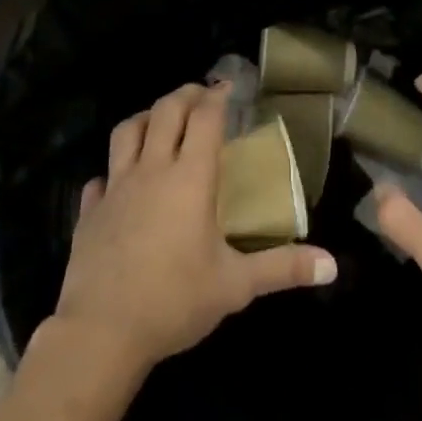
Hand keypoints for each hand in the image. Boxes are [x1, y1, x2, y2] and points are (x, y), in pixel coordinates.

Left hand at [52, 83, 337, 377]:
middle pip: (165, 111)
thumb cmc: (174, 301)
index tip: (229, 86)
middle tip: (201, 95)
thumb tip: (332, 265)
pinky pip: (99, 178)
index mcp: (189, 178)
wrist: (102, 333)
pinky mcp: (89, 212)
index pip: (204, 118)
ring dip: (146, 118)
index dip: (217, 96)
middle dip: (185, 95)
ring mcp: (115, 188)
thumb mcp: (236, 285)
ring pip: (126, 131)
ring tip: (160, 122)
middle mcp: (151, 170)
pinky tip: (117, 183)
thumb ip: (283, 268)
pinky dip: (111, 171)